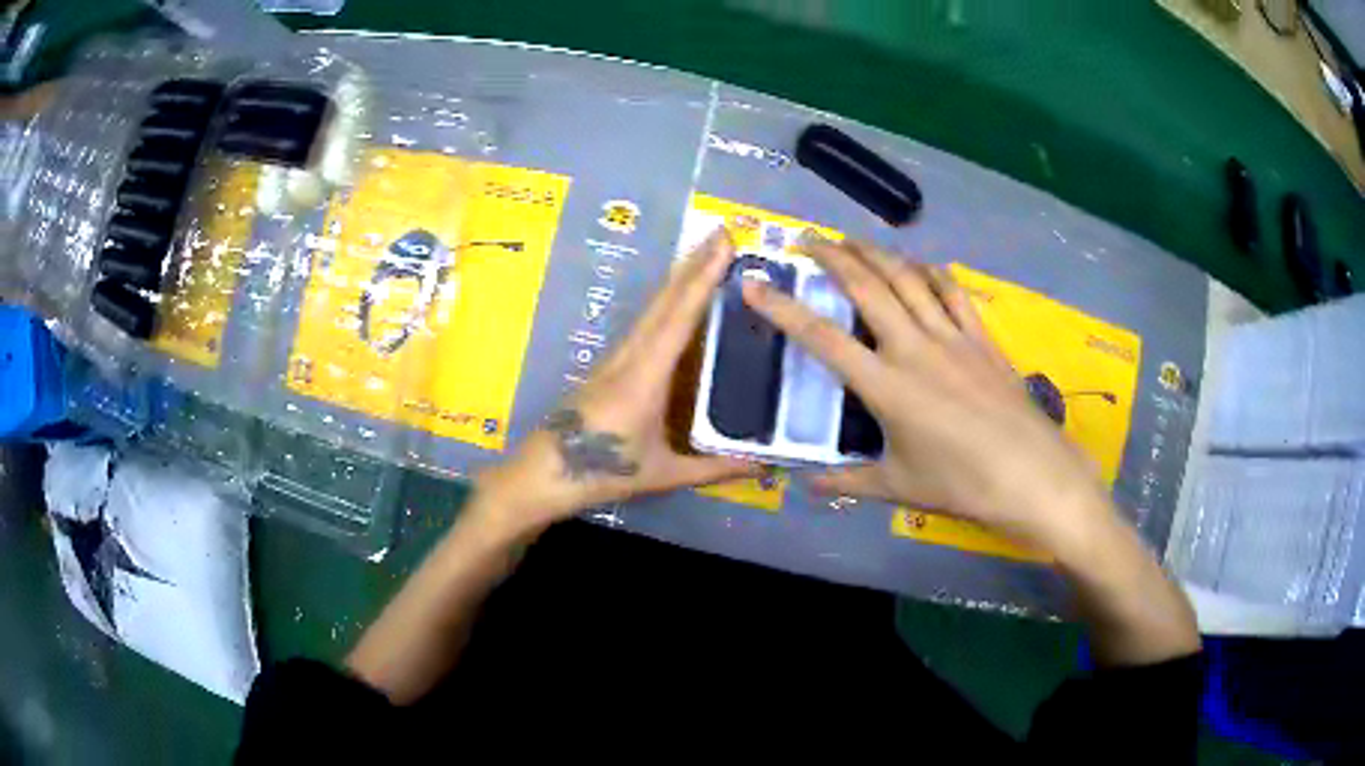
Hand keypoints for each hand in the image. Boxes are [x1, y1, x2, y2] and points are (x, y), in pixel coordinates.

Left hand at [473, 228, 758, 538]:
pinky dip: (666, 301)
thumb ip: (714, 469)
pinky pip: (644, 323)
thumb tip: (763, 467)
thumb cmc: (603, 471)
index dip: (703, 278)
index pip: (680, 317)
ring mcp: (617, 356)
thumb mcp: (663, 473)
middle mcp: (630, 355)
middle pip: (664, 299)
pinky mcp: (610, 364)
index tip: (723, 245)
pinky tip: (677, 299)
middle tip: (721, 233)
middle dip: (693, 263)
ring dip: (679, 278)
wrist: (545, 472)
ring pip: (652, 307)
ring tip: (705, 254)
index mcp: (645, 375)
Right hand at [741, 235, 1114, 556]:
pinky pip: (952, 291)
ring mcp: (952, 337)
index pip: (823, 339)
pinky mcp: (981, 338)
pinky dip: (931, 271)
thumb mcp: (899, 487)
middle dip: (833, 255)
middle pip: (867, 286)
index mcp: (886, 387)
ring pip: (908, 278)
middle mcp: (914, 348)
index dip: (784, 309)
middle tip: (808, 238)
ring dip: (876, 253)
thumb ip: (849, 482)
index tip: (756, 284)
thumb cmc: (962, 485)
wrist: (1032, 476)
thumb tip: (808, 485)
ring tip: (853, 240)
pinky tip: (920, 265)